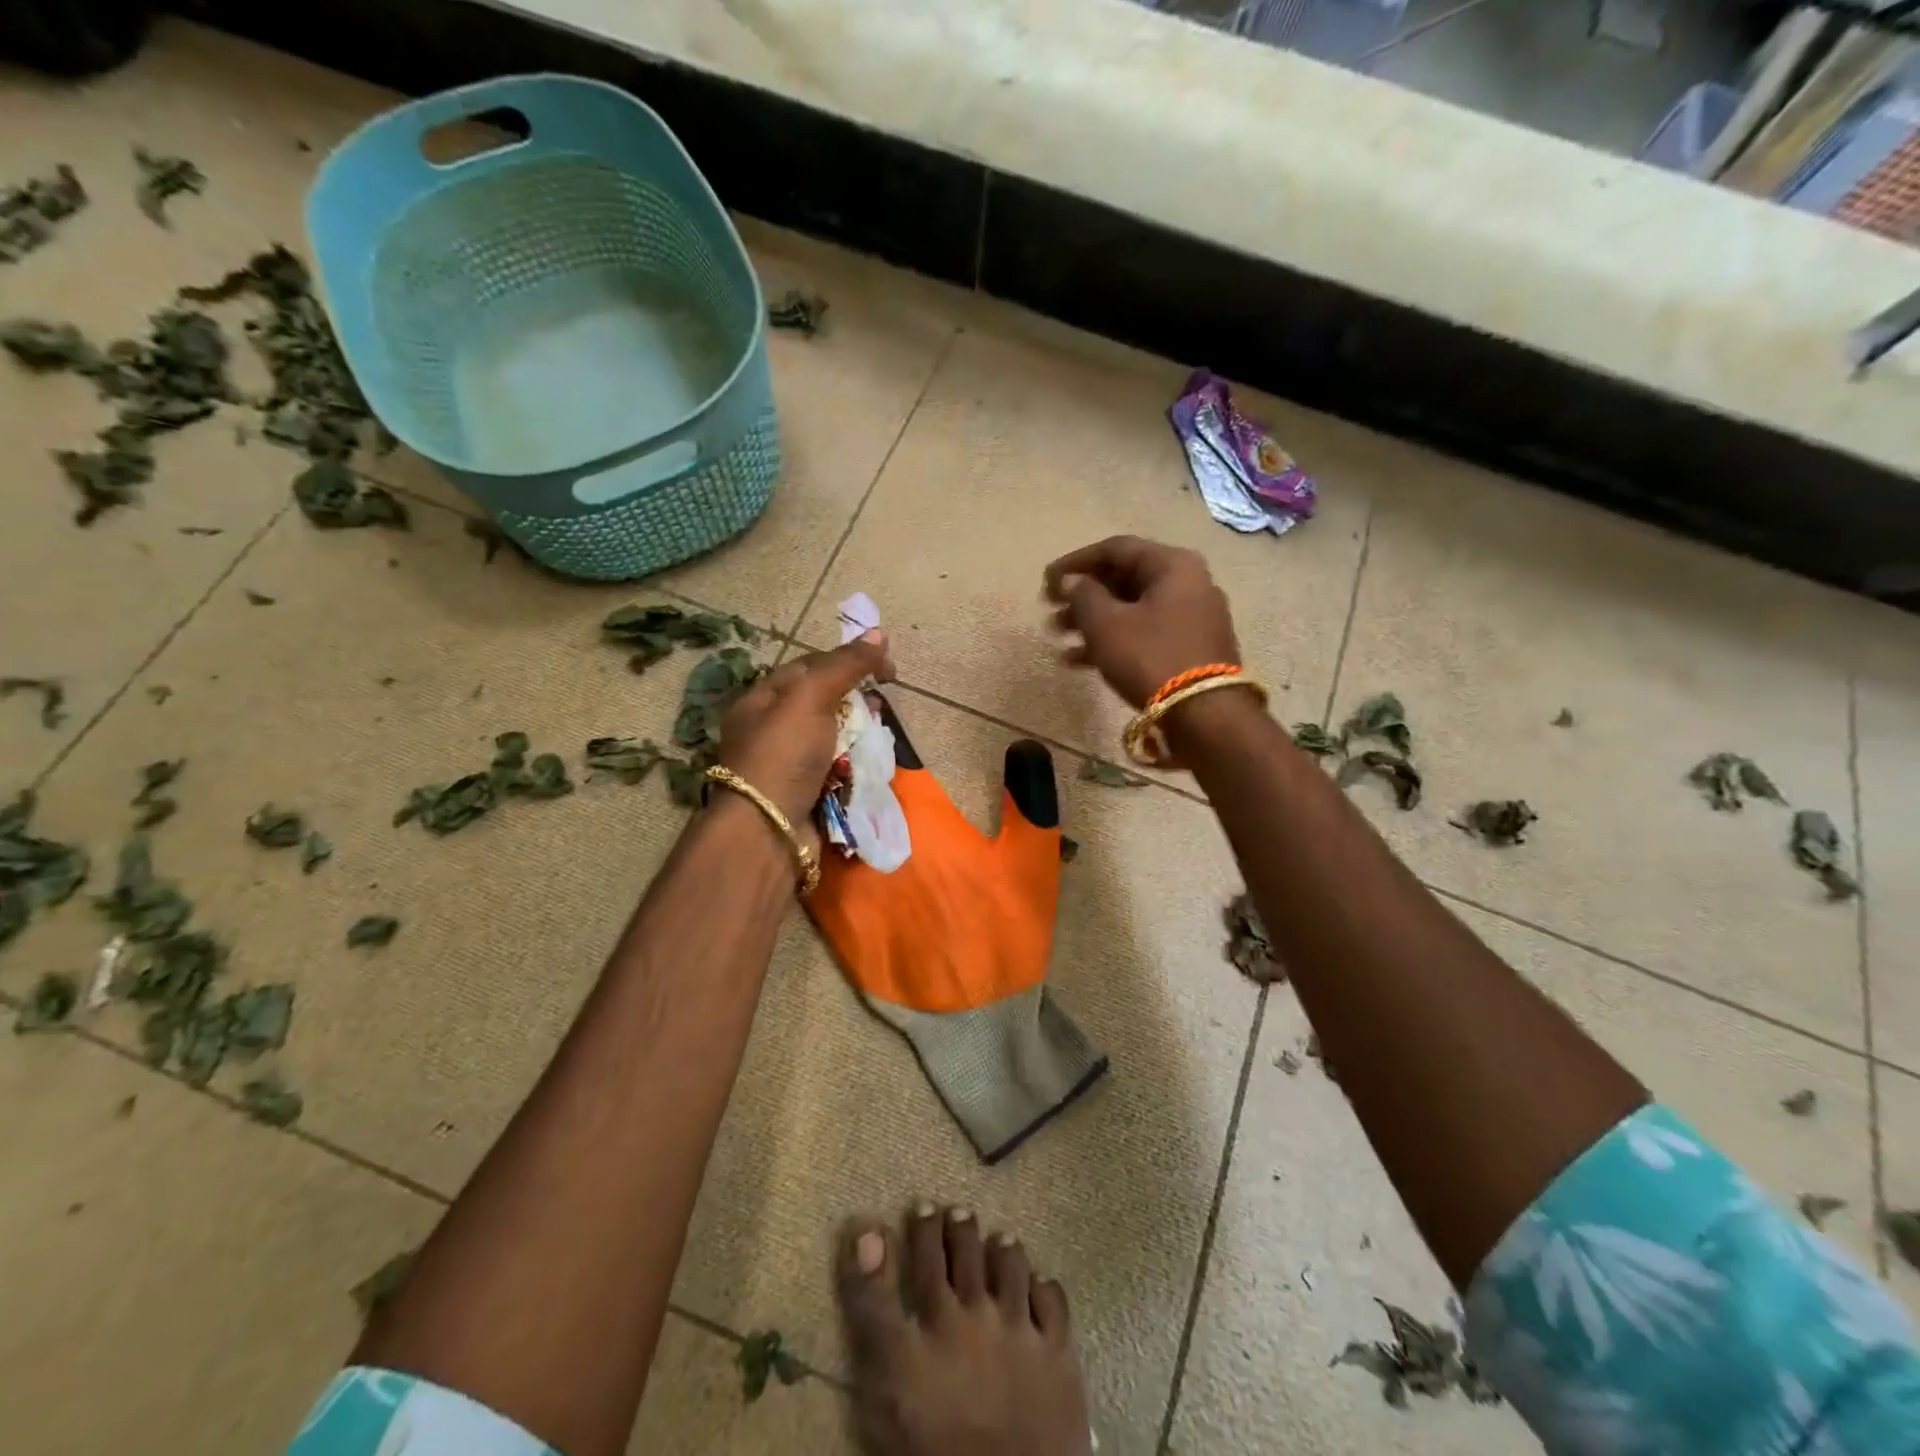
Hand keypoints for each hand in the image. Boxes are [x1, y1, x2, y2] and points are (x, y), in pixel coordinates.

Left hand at [717, 631, 893, 835]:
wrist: (768, 830)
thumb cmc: (783, 754)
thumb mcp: (811, 697)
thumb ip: (845, 666)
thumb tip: (878, 633)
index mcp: (763, 699)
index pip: (812, 666)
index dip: (849, 661)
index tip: (886, 669)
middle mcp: (773, 729)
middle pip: (825, 702)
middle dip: (857, 701)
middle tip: (880, 707)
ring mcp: (789, 764)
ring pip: (835, 737)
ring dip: (859, 735)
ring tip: (879, 737)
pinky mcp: (806, 792)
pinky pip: (838, 769)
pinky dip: (854, 765)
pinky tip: (869, 764)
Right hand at [1043, 536, 1239, 707]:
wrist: (1206, 716)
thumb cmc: (1151, 658)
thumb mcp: (1107, 624)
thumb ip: (1083, 595)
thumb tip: (1071, 582)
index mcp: (1172, 565)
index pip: (1115, 549)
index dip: (1075, 562)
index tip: (1046, 581)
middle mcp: (1188, 583)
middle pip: (1125, 579)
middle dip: (1082, 596)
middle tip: (1050, 611)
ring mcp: (1193, 617)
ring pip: (1132, 609)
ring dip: (1092, 621)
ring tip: (1058, 638)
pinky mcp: (1191, 648)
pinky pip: (1144, 633)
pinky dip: (1113, 640)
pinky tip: (1078, 660)